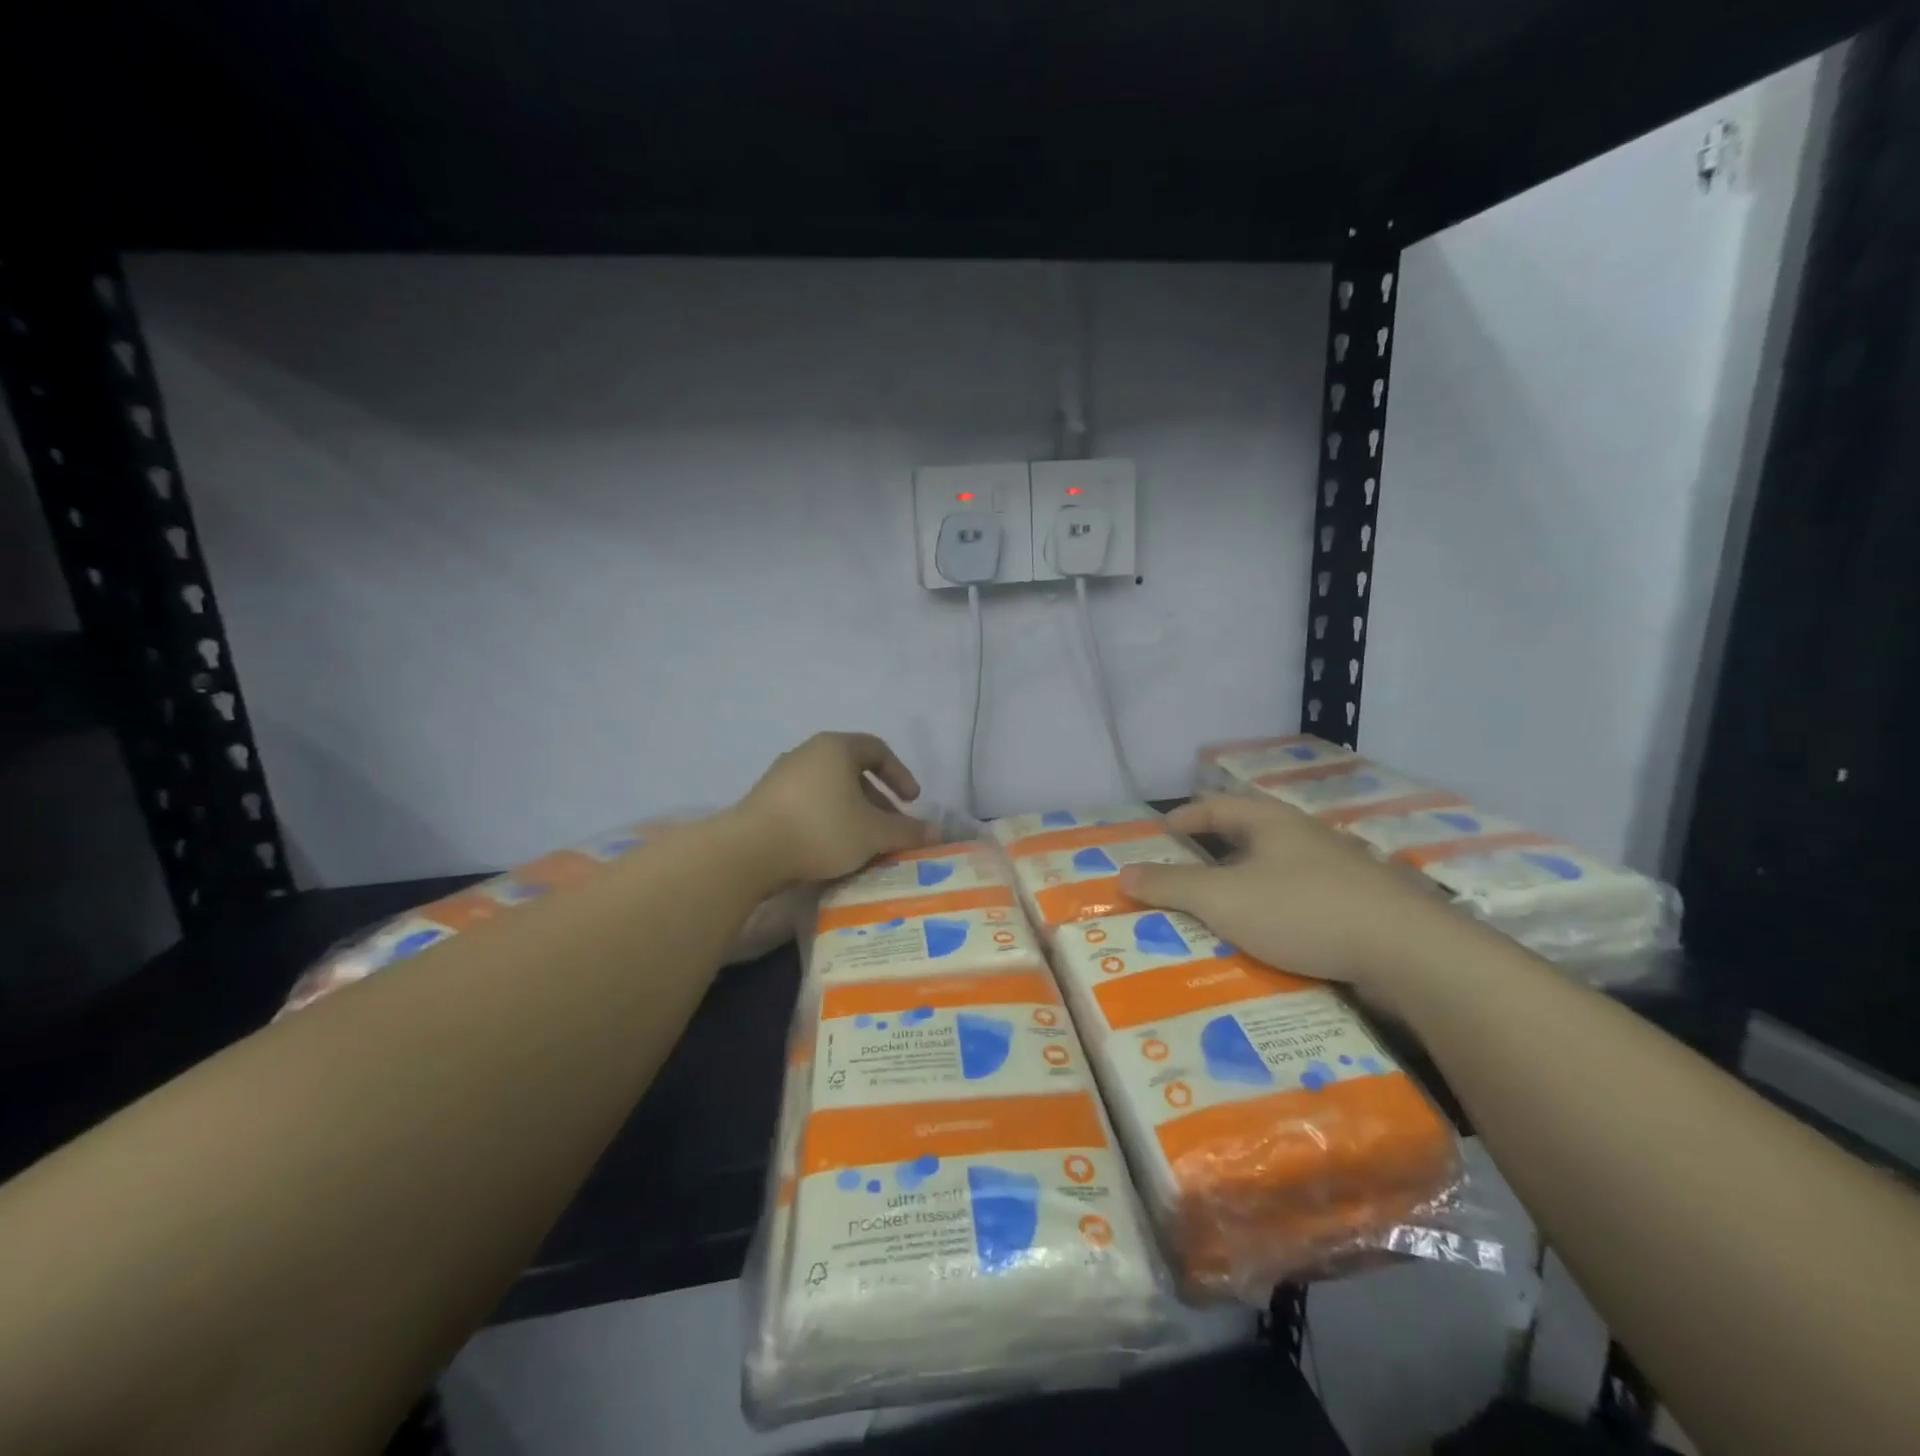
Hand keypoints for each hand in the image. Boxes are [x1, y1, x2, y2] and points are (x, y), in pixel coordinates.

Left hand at [736, 732, 939, 884]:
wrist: (749, 852)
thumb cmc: (821, 829)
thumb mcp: (873, 833)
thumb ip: (907, 831)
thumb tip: (937, 832)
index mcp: (836, 748)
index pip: (877, 749)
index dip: (900, 774)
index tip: (912, 801)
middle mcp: (808, 753)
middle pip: (853, 771)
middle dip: (878, 801)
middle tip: (891, 828)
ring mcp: (782, 776)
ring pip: (830, 790)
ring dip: (853, 813)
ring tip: (864, 843)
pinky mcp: (765, 800)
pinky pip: (808, 804)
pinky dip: (827, 820)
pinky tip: (832, 849)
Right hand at [1116, 794, 1466, 997]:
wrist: (1409, 953)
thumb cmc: (1303, 911)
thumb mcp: (1223, 899)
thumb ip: (1170, 886)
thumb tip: (1122, 872)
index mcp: (1273, 823)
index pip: (1218, 806)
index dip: (1187, 816)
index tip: (1164, 830)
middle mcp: (1307, 837)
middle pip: (1253, 834)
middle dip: (1218, 850)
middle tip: (1189, 870)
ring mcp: (1341, 871)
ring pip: (1282, 869)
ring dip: (1251, 882)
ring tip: (1226, 907)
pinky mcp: (1364, 906)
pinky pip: (1306, 900)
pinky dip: (1280, 910)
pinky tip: (1274, 937)